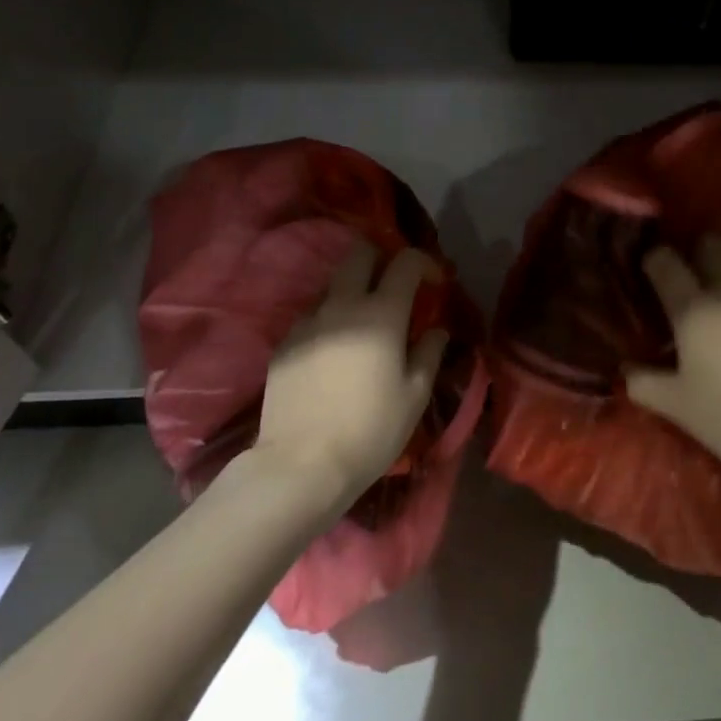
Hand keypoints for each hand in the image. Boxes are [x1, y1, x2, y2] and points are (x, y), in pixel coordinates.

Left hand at [253, 241, 445, 508]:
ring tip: (361, 326)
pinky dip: (327, 323)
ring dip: (351, 293)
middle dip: (380, 260)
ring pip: (332, 285)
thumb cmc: (370, 430)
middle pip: (359, 254)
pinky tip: (332, 355)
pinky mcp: (284, 344)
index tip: (432, 282)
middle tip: (393, 287)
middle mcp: (343, 305)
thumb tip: (436, 330)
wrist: (300, 466)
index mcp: (382, 313)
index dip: (423, 262)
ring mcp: (308, 322)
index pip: (405, 261)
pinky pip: (311, 317)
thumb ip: (429, 353)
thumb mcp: (415, 396)